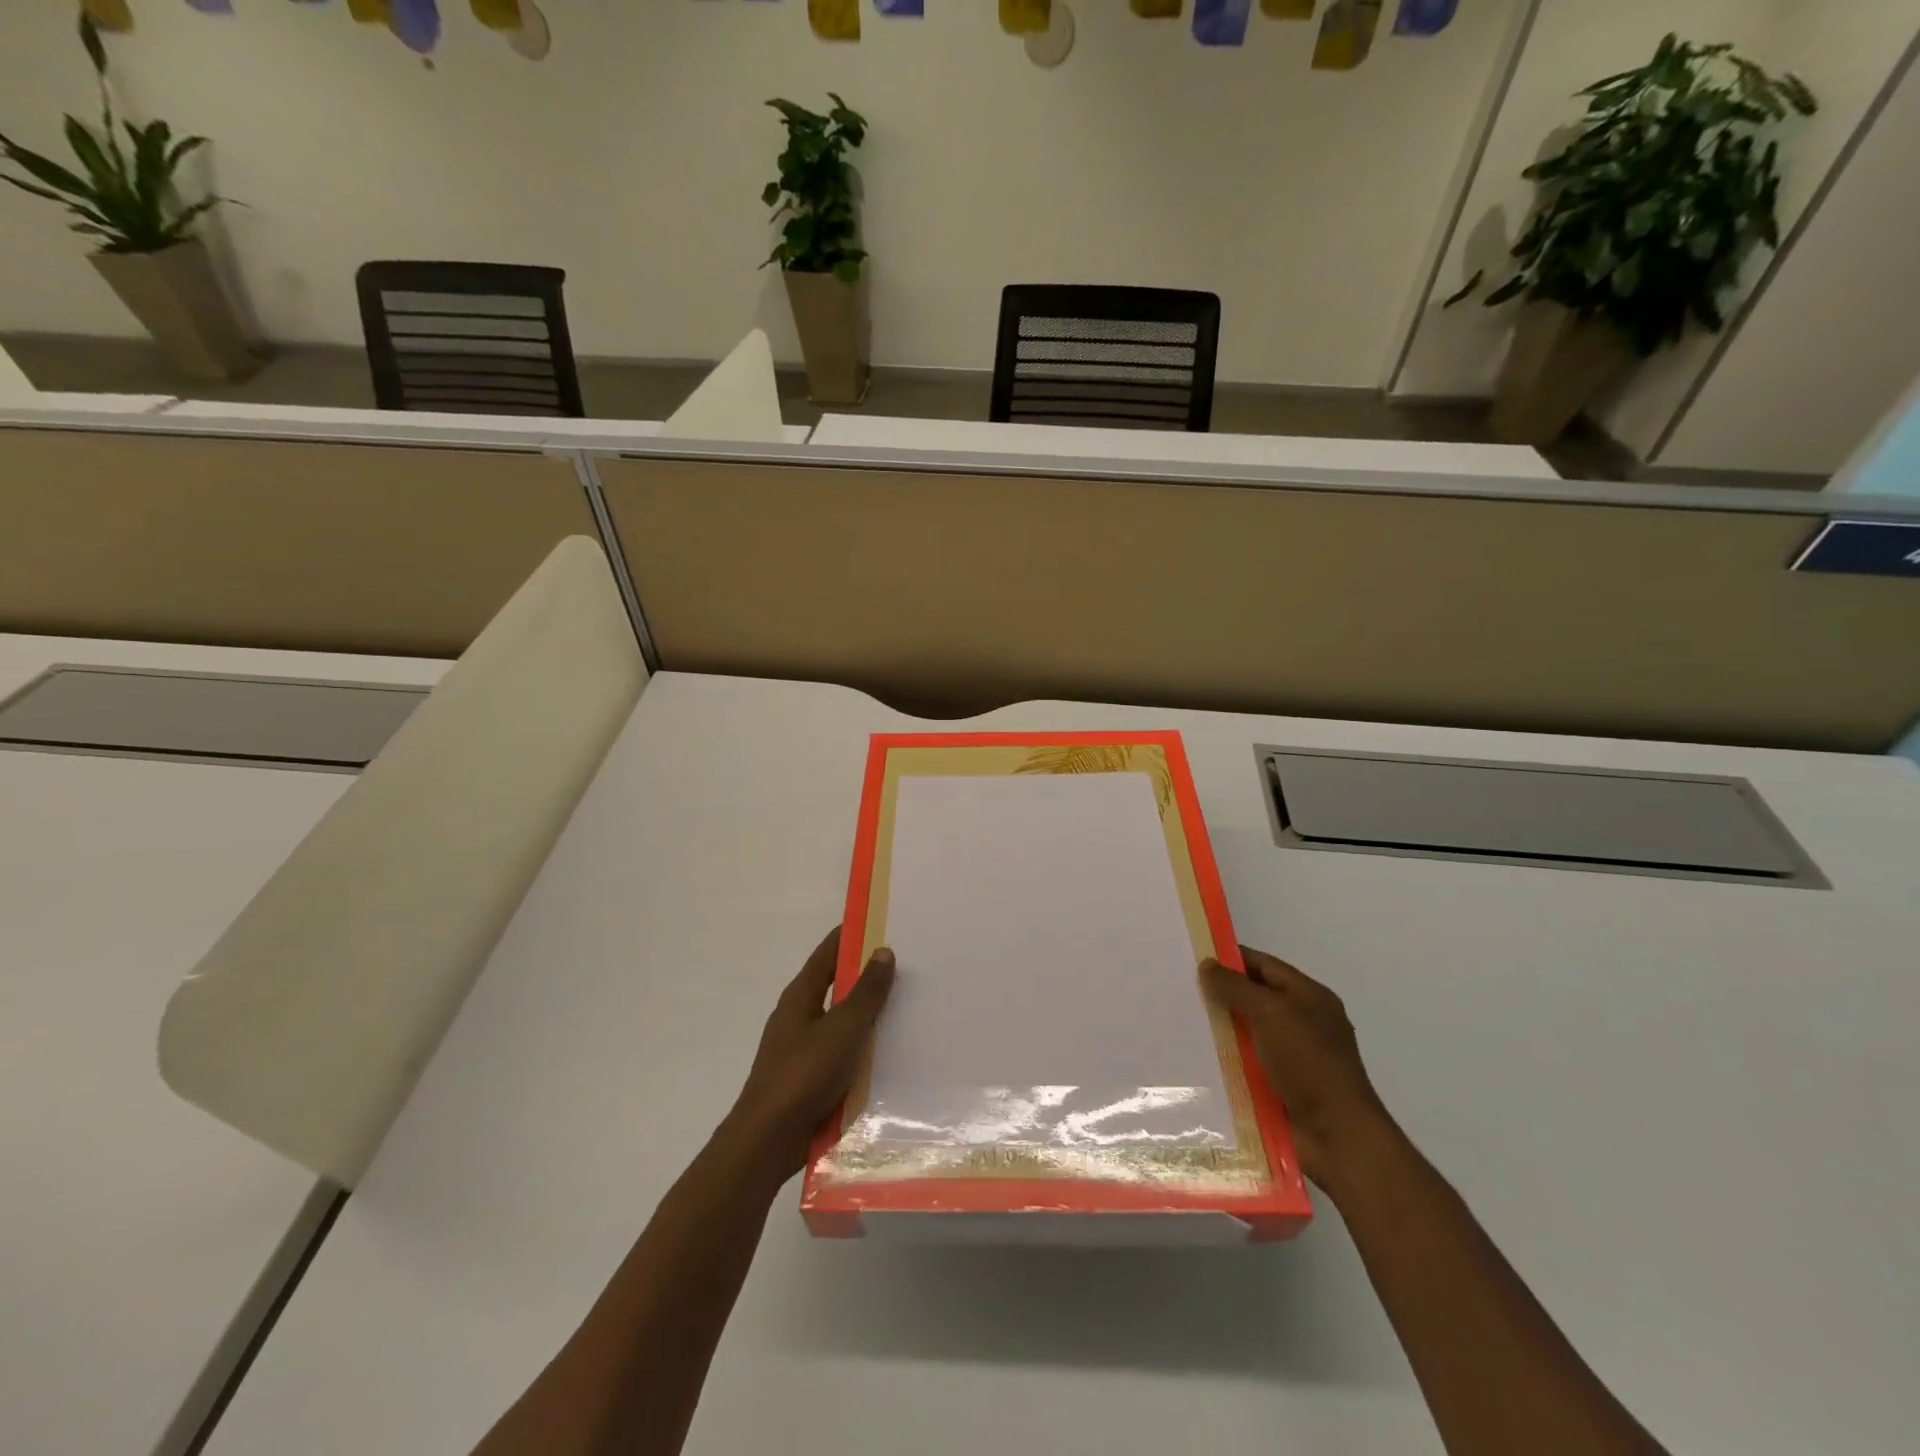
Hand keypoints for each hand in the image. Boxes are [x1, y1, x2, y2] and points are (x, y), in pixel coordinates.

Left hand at [726, 927, 895, 1179]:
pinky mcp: (812, 1078)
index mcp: (800, 996)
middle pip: (838, 985)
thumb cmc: (802, 1076)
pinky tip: (894, 1051)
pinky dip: (866, 1046)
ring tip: (911, 1004)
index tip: (883, 921)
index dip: (852, 934)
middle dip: (869, 974)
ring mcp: (805, 1048)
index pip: (828, 952)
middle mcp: (800, 1016)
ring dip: (871, 1013)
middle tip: (910, 962)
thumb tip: (884, 950)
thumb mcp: (841, 1029)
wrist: (767, 1142)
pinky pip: (845, 1052)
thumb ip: (865, 993)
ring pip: (844, 1021)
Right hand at [1201, 946, 1394, 1195]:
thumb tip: (1207, 965)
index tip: (1192, 956)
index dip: (1231, 958)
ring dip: (1217, 1030)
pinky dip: (1222, 1061)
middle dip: (1219, 994)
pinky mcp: (1277, 1088)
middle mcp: (1301, 1023)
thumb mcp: (1272, 1013)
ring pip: (1245, 1033)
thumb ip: (1236, 987)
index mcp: (1309, 998)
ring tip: (1175, 1022)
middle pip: (1253, 998)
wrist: (1337, 1138)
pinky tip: (1192, 1058)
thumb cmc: (1309, 1063)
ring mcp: (1290, 1058)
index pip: (1264, 965)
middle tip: (1176, 988)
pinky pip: (1243, 1065)